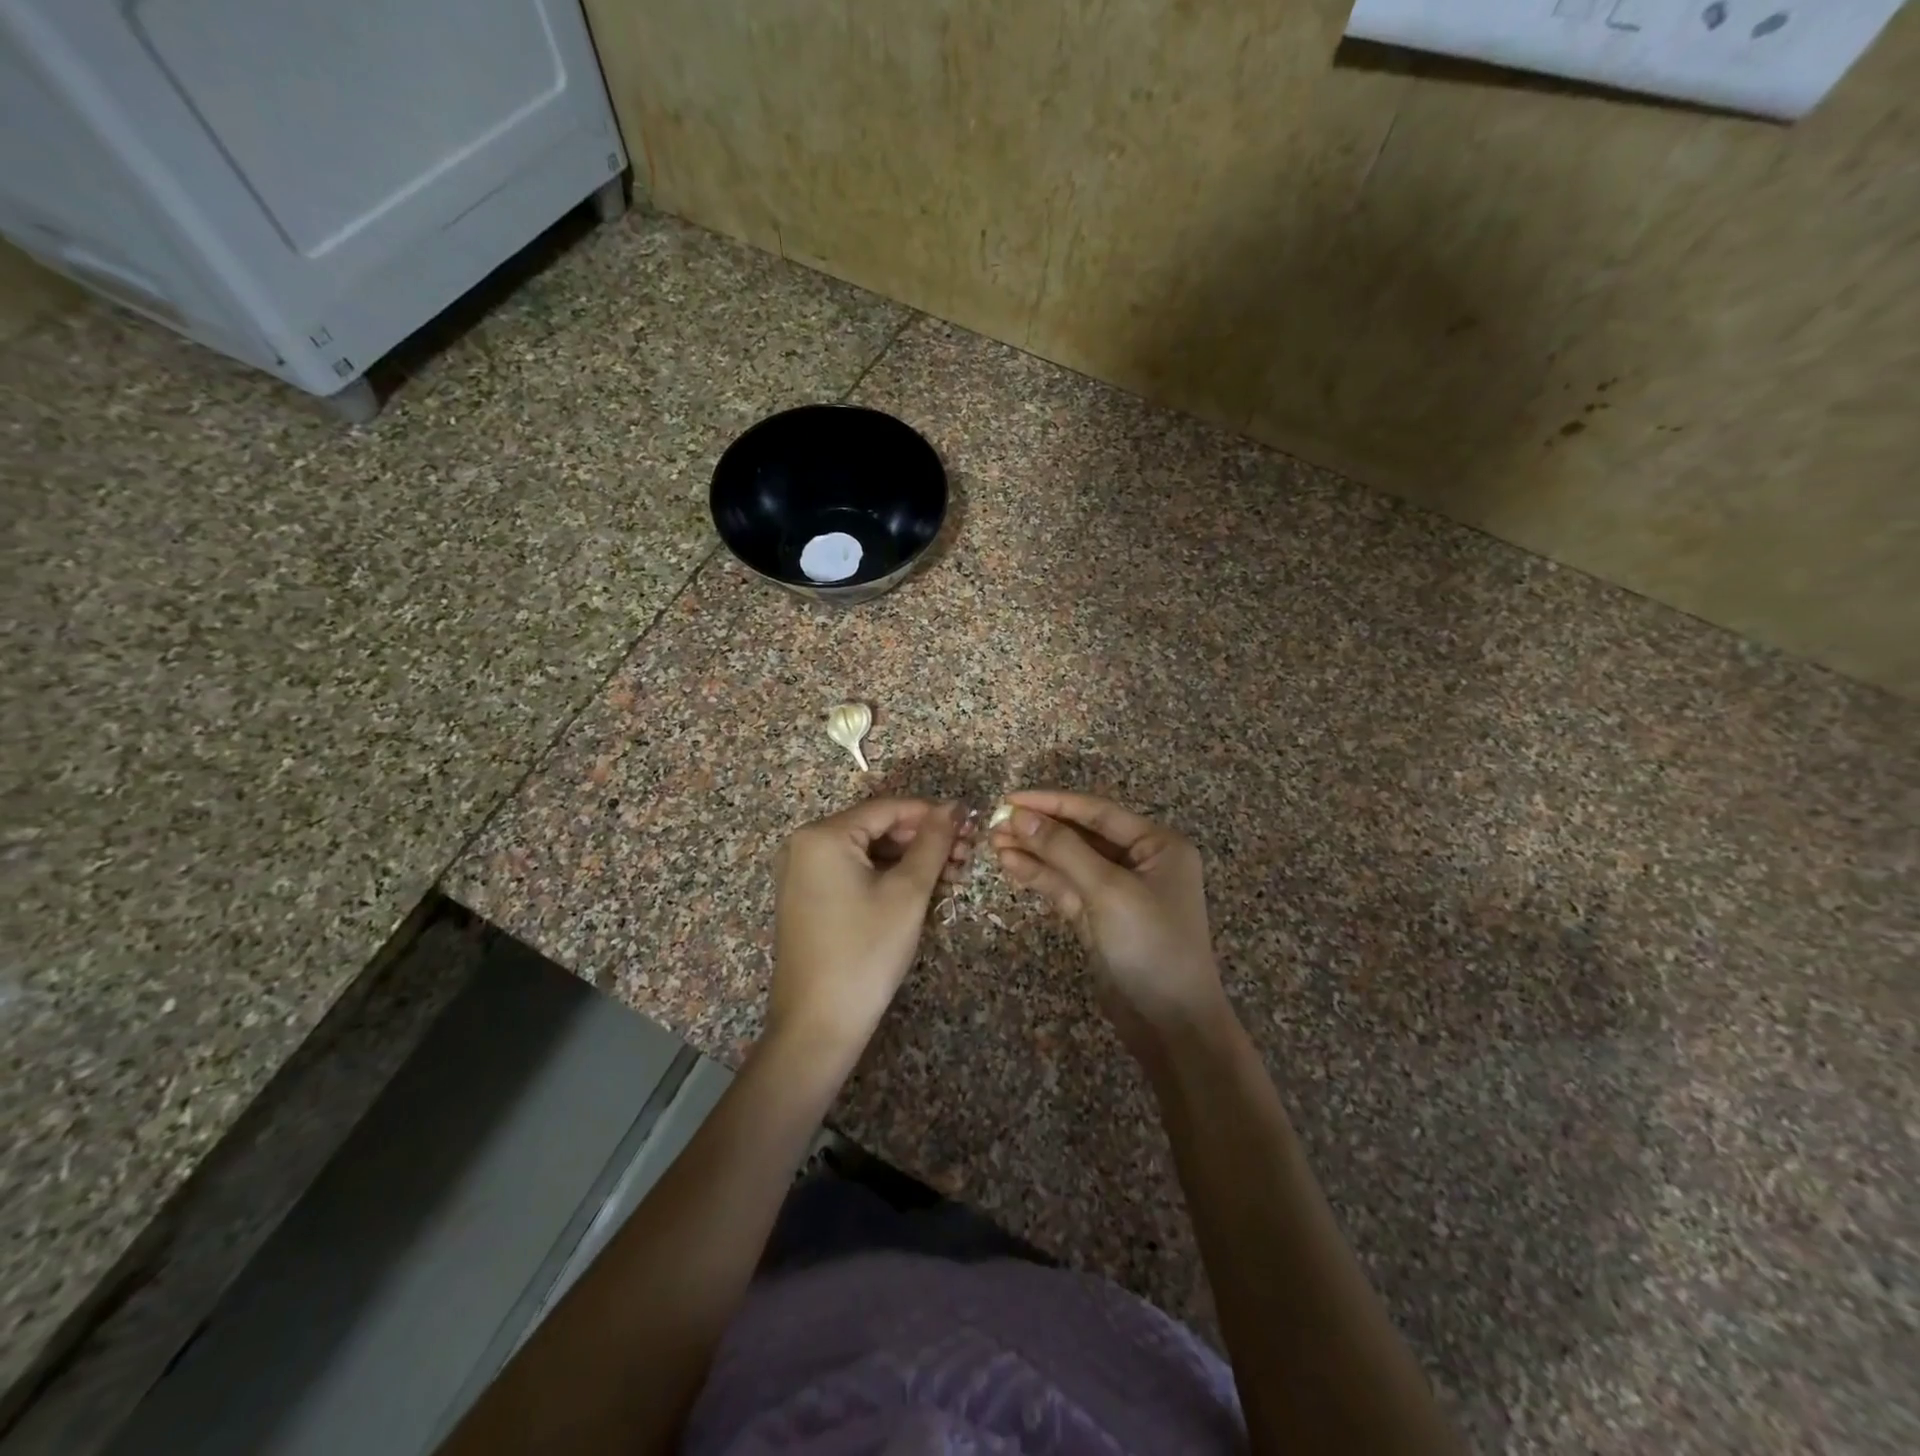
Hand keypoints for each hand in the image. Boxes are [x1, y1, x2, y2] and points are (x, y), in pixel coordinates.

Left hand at [768, 797, 972, 1064]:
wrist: (817, 1026)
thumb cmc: (865, 952)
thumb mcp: (908, 893)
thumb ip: (933, 842)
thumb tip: (955, 806)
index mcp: (823, 835)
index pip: (888, 808)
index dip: (933, 814)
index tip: (971, 827)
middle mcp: (805, 845)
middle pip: (877, 828)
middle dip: (924, 840)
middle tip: (967, 857)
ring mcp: (803, 873)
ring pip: (869, 852)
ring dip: (910, 860)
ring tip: (952, 877)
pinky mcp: (808, 898)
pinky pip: (854, 872)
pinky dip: (887, 877)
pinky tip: (921, 890)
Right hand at [990, 790, 1226, 1056]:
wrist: (1171, 1025)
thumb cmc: (1151, 945)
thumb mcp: (1109, 890)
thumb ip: (1063, 849)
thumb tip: (1020, 816)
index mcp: (1158, 845)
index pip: (1097, 812)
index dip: (1052, 803)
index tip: (1010, 799)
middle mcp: (1140, 861)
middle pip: (1081, 835)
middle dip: (1039, 829)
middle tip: (994, 823)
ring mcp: (1118, 891)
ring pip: (1070, 862)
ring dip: (1034, 851)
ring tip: (993, 842)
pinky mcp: (1099, 917)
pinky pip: (1067, 887)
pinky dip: (1040, 876)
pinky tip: (1010, 864)